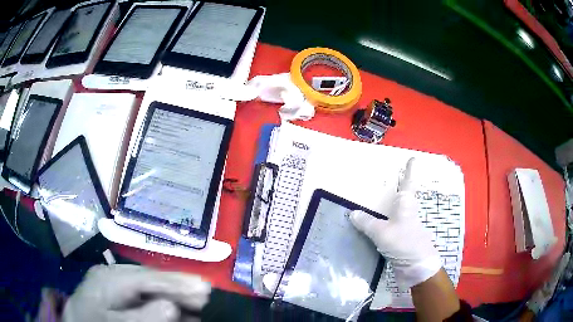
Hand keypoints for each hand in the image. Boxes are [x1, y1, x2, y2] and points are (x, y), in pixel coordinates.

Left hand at [62, 264, 210, 321]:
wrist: (77, 319)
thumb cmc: (92, 321)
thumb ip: (140, 316)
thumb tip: (171, 306)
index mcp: (109, 278)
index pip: (147, 278)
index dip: (176, 282)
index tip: (204, 289)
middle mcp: (114, 273)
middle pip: (152, 278)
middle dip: (179, 287)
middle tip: (207, 295)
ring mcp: (116, 280)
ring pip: (151, 284)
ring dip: (174, 294)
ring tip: (199, 302)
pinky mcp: (119, 288)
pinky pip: (145, 292)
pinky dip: (163, 300)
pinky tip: (177, 307)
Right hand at [350, 158, 441, 287]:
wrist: (416, 269)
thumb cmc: (404, 243)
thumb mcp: (383, 232)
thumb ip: (367, 222)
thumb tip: (352, 213)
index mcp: (406, 205)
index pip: (409, 183)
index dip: (411, 170)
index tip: (413, 159)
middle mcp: (407, 213)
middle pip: (403, 196)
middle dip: (398, 186)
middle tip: (388, 178)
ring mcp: (404, 227)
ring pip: (396, 211)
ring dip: (388, 205)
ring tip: (374, 200)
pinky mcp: (400, 240)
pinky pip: (388, 226)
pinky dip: (381, 223)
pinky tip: (370, 225)